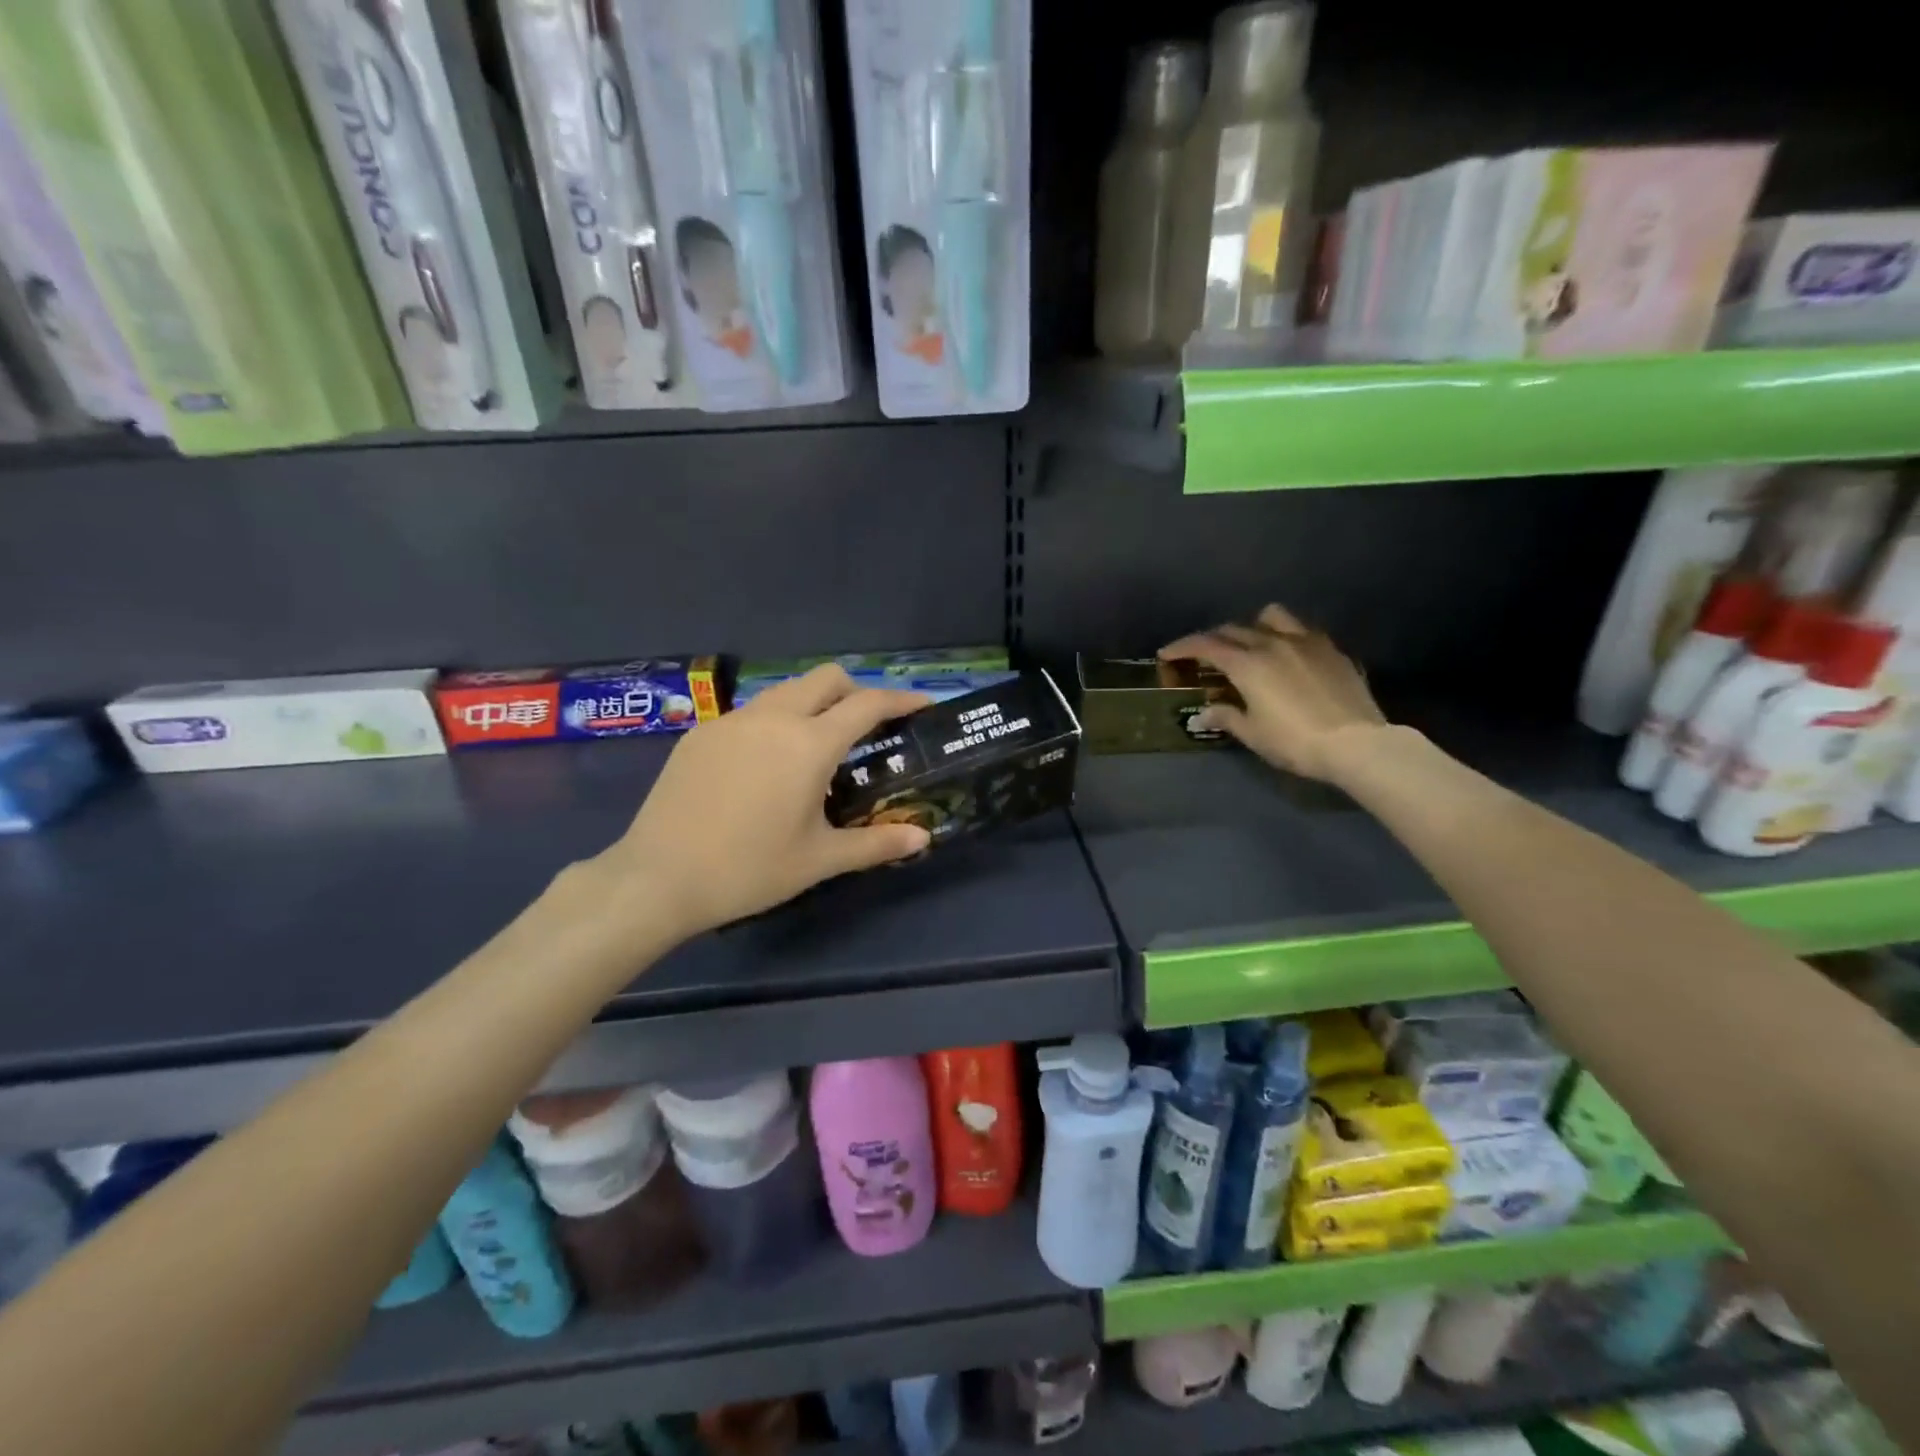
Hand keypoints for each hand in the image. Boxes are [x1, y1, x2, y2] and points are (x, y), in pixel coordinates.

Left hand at [596, 666, 933, 938]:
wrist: (658, 878)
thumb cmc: (749, 870)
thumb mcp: (819, 859)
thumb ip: (876, 844)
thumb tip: (922, 837)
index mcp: (809, 744)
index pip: (868, 704)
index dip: (902, 699)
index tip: (924, 705)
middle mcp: (773, 718)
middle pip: (826, 678)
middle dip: (856, 691)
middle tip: (868, 728)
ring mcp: (732, 721)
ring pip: (786, 691)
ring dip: (813, 704)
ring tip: (817, 748)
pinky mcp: (700, 733)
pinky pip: (751, 713)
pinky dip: (774, 723)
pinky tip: (765, 767)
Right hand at [1161, 604, 1390, 783]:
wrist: (1356, 744)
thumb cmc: (1294, 741)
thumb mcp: (1253, 734)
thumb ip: (1226, 717)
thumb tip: (1203, 714)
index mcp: (1247, 664)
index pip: (1205, 645)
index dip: (1182, 647)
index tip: (1166, 654)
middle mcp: (1273, 643)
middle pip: (1233, 630)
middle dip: (1212, 640)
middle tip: (1202, 656)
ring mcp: (1306, 642)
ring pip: (1271, 617)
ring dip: (1253, 626)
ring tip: (1250, 645)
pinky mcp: (1332, 650)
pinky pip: (1301, 631)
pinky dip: (1285, 637)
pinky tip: (1288, 657)